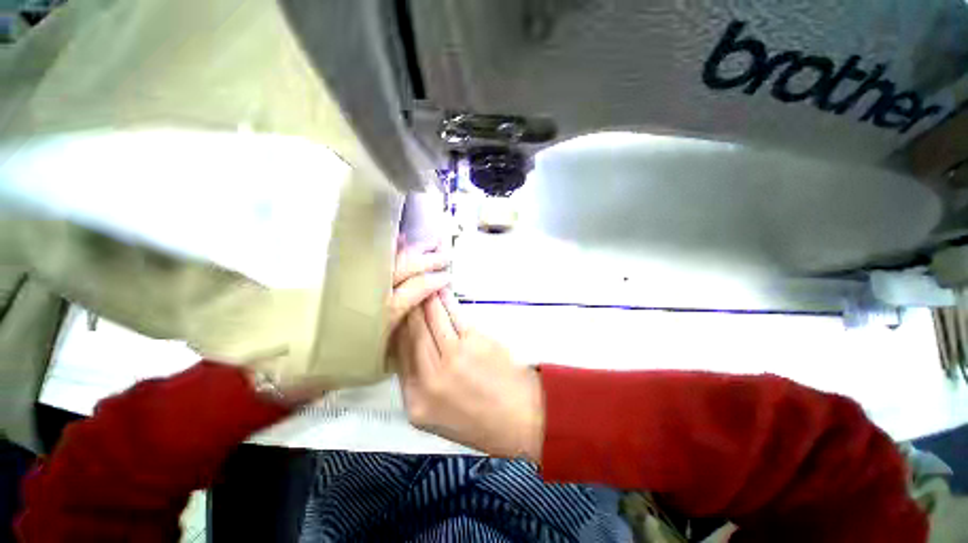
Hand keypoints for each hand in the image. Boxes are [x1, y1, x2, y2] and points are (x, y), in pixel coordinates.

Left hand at [267, 241, 450, 405]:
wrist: (283, 356)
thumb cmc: (332, 363)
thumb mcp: (372, 361)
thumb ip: (397, 340)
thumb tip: (416, 321)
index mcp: (382, 314)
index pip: (417, 289)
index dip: (435, 281)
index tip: (447, 277)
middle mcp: (371, 291)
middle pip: (406, 267)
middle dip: (429, 261)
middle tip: (444, 256)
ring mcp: (354, 279)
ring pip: (389, 258)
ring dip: (411, 250)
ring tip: (429, 244)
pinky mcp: (338, 273)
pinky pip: (366, 255)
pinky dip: (384, 247)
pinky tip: (397, 240)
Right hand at [395, 291, 544, 460]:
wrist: (521, 419)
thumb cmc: (481, 422)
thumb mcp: (437, 417)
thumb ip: (420, 385)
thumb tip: (409, 349)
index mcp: (416, 401)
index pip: (399, 356)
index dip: (398, 330)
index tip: (398, 314)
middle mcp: (430, 378)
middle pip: (413, 335)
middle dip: (409, 310)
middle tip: (407, 292)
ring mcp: (454, 357)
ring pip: (433, 321)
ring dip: (427, 301)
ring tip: (423, 286)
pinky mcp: (475, 342)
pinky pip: (454, 317)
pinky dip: (447, 302)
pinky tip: (442, 292)